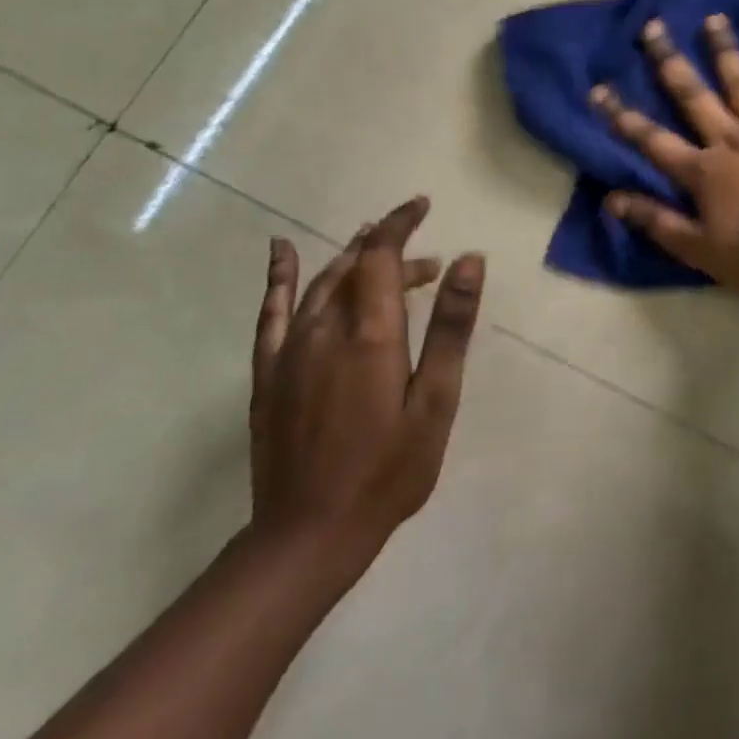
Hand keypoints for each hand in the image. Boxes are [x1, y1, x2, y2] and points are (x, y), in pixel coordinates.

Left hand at [249, 197, 484, 589]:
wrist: (310, 534)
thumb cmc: (389, 470)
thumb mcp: (436, 401)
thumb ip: (451, 327)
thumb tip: (468, 259)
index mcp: (370, 333)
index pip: (383, 256)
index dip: (400, 224)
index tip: (421, 205)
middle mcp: (325, 329)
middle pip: (355, 267)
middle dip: (389, 249)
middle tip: (430, 263)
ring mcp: (290, 351)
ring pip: (321, 284)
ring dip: (352, 259)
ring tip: (378, 249)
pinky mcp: (269, 373)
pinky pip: (271, 311)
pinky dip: (280, 277)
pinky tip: (281, 251)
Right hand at [591, 15, 738, 289]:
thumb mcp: (698, 249)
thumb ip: (656, 221)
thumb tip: (612, 200)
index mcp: (702, 170)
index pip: (652, 140)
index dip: (623, 117)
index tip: (599, 89)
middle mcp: (730, 139)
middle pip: (693, 96)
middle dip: (670, 62)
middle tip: (654, 27)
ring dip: (726, 51)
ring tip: (714, 18)